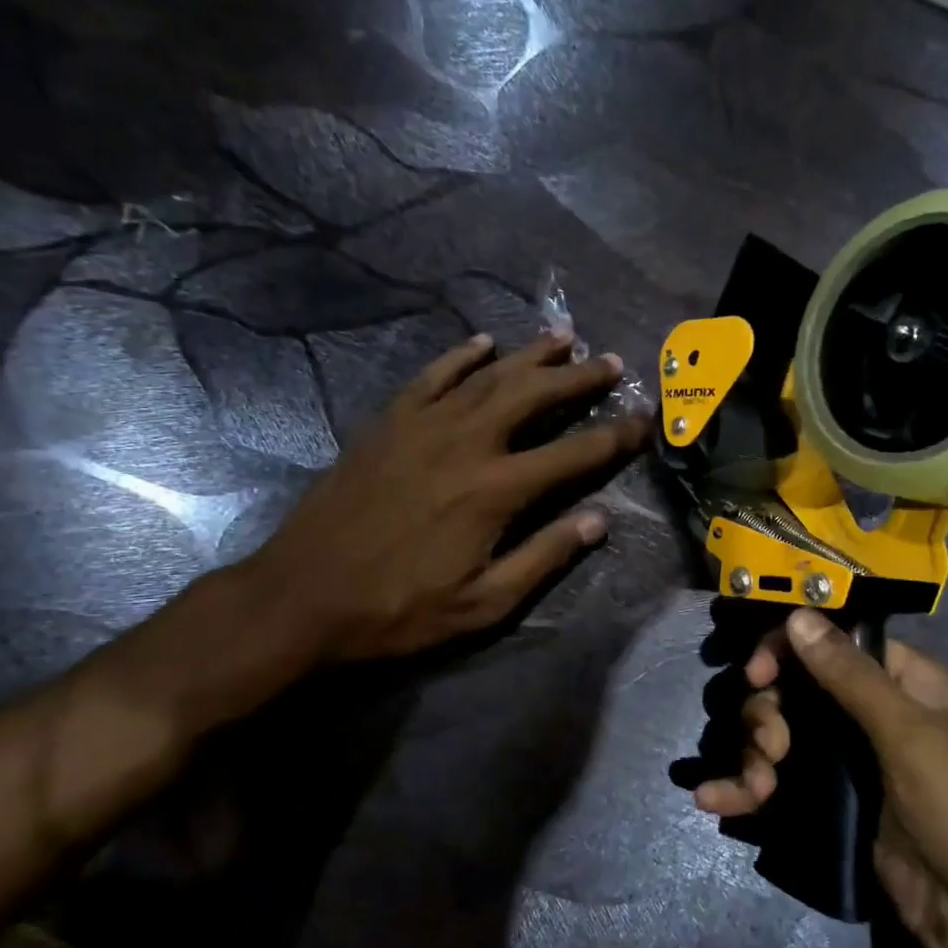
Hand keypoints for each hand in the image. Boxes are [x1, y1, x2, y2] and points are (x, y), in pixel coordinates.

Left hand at [244, 329, 648, 662]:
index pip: (574, 454)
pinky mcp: (386, 424)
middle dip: (578, 378)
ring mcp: (422, 427)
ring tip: (564, 337)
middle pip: (534, 396)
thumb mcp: (484, 604)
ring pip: (487, 375)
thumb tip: (598, 521)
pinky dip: (460, 356)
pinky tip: (482, 342)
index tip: (645, 420)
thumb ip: (544, 557)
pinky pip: (431, 377)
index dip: (615, 436)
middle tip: (611, 363)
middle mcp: (466, 443)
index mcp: (496, 490)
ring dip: (530, 355)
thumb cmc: (399, 610)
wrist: (302, 598)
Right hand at [695, 609, 947, 947]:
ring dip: (753, 755)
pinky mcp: (838, 815)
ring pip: (782, 741)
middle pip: (795, 692)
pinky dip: (746, 792)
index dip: (786, 650)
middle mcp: (871, 719)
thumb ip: (850, 677)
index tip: (757, 675)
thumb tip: (799, 616)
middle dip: (768, 713)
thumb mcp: (912, 735)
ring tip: (754, 789)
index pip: (829, 643)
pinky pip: (783, 791)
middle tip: (773, 748)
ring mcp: (852, 770)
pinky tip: (713, 799)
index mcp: (900, 684)